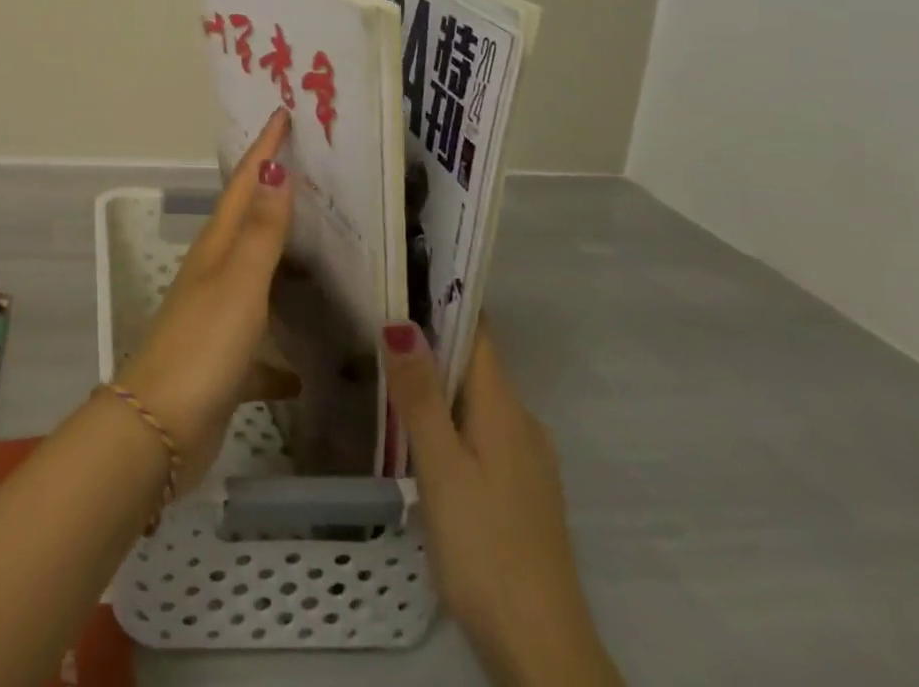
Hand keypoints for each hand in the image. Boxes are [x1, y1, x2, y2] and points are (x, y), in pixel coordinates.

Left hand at [115, 108, 297, 490]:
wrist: (160, 428)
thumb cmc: (203, 346)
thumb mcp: (240, 283)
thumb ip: (261, 232)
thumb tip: (275, 170)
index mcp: (217, 248)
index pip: (243, 184)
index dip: (263, 149)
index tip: (282, 115)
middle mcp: (214, 274)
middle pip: (246, 222)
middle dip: (271, 193)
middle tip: (308, 171)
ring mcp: (216, 317)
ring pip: (255, 279)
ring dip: (280, 263)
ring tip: (320, 255)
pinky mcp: (223, 362)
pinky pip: (260, 347)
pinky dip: (280, 353)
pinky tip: (307, 371)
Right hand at [382, 319, 621, 686]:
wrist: (543, 653)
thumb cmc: (486, 548)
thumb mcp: (441, 468)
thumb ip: (420, 395)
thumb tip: (400, 319)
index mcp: (504, 408)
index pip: (478, 331)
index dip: (445, 297)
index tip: (402, 269)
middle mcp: (521, 423)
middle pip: (475, 361)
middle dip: (430, 335)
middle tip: (374, 312)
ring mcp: (525, 459)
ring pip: (476, 397)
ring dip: (437, 377)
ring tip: (384, 362)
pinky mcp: (519, 490)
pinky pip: (480, 428)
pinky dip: (449, 413)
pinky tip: (417, 427)